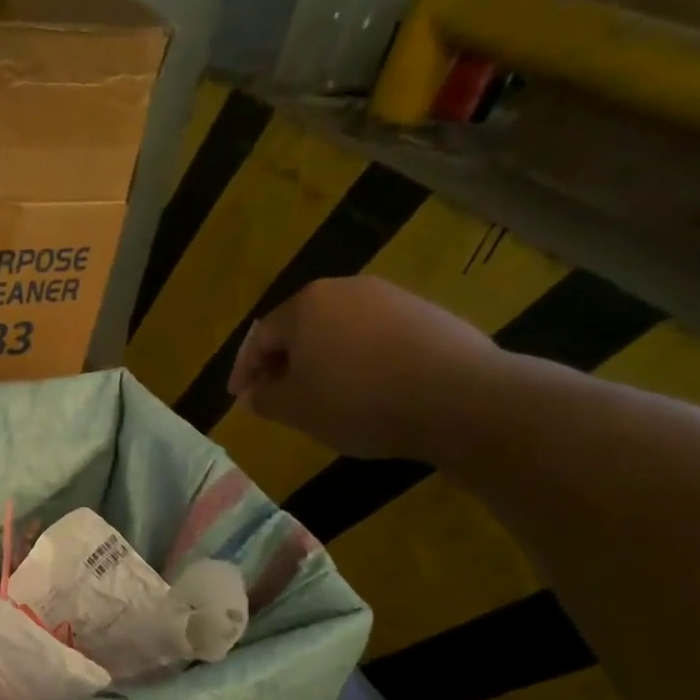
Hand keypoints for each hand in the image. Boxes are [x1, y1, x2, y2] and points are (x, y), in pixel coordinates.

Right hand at [226, 278, 500, 461]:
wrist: (459, 398)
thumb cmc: (358, 401)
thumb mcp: (295, 409)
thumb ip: (265, 398)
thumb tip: (254, 393)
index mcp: (306, 305)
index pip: (261, 337)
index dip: (245, 370)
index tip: (240, 398)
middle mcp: (346, 290)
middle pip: (301, 327)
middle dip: (284, 362)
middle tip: (278, 395)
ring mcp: (391, 297)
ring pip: (339, 330)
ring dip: (322, 360)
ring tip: (322, 395)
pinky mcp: (427, 314)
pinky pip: (375, 337)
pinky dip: (359, 360)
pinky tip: (366, 389)